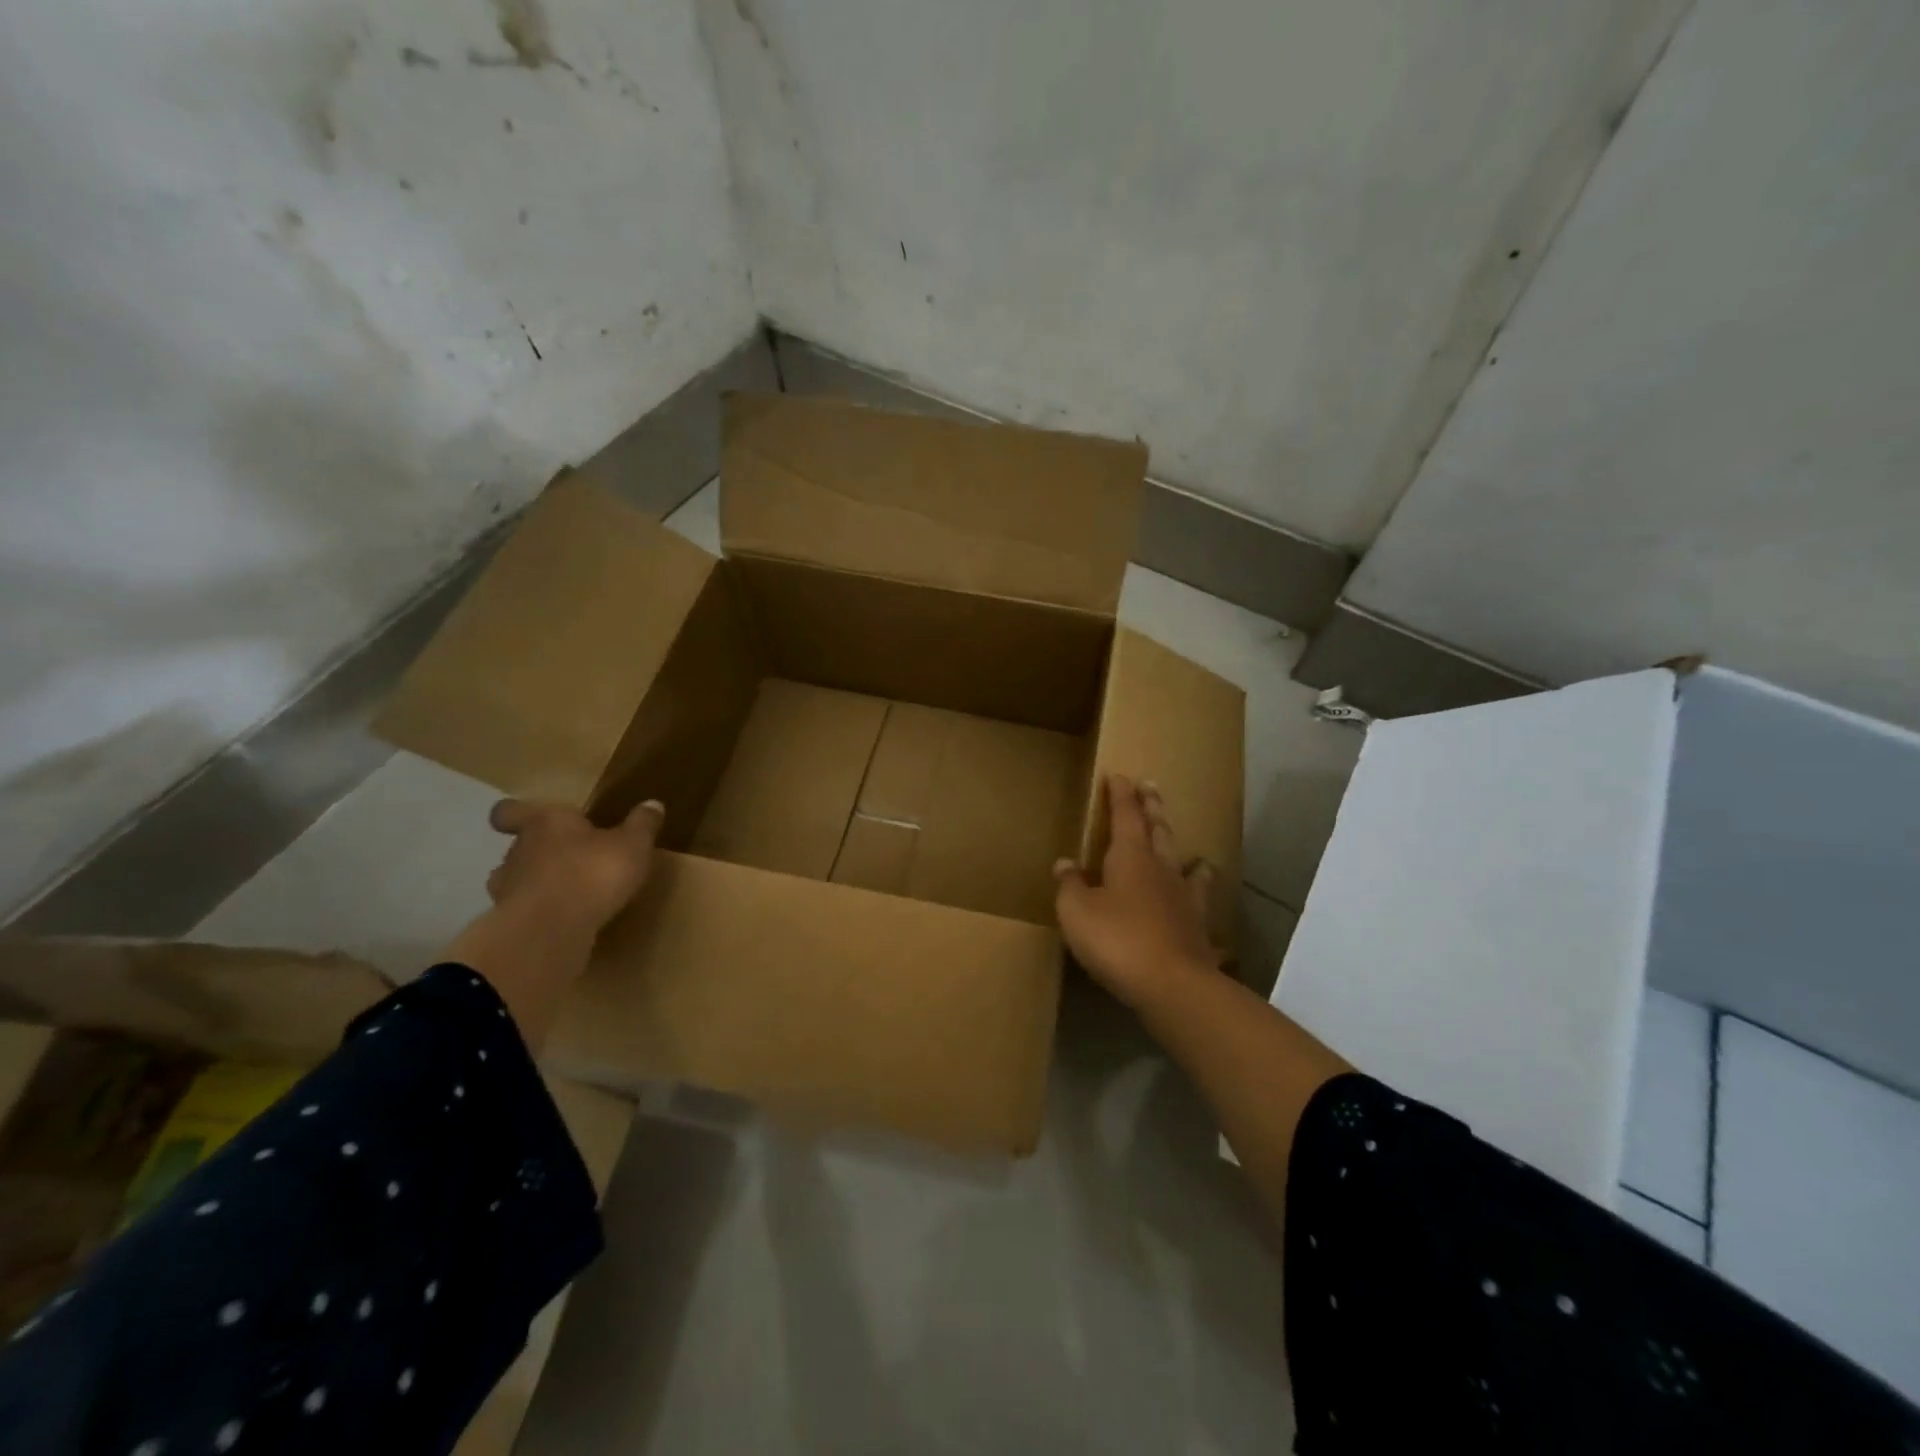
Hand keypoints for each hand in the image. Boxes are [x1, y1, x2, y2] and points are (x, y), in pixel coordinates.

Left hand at [485, 798, 664, 934]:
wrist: (549, 931)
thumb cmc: (592, 873)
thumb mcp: (633, 845)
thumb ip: (642, 825)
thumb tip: (653, 804)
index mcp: (546, 823)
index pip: (511, 811)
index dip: (516, 814)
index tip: (528, 820)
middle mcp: (519, 851)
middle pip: (520, 845)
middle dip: (543, 851)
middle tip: (572, 859)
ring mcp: (508, 889)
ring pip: (517, 879)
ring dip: (538, 883)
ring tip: (568, 893)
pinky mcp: (510, 924)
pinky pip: (525, 911)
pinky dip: (541, 913)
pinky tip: (564, 921)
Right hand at [1053, 775, 1219, 1009]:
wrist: (1173, 984)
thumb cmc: (1117, 939)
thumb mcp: (1076, 911)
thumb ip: (1070, 885)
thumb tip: (1065, 863)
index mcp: (1130, 856)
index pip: (1126, 815)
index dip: (1121, 795)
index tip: (1119, 776)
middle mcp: (1161, 869)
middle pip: (1159, 830)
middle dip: (1153, 807)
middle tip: (1152, 787)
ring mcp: (1184, 898)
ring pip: (1184, 863)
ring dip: (1181, 851)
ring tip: (1190, 850)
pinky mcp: (1197, 927)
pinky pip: (1198, 903)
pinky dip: (1198, 897)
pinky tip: (1201, 905)